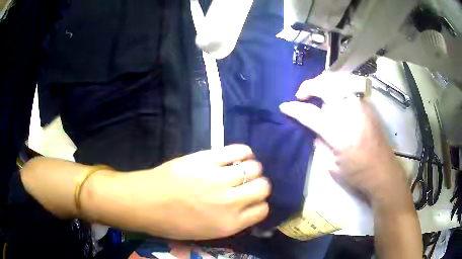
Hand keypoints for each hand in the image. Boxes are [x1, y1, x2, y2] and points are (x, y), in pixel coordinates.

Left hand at [105, 144, 270, 239]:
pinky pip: (239, 151)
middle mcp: (231, 202)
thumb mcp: (208, 232)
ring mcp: (219, 178)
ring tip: (240, 169)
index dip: (259, 204)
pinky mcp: (208, 159)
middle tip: (246, 184)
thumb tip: (247, 206)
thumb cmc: (173, 223)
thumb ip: (232, 220)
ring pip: (255, 168)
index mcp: (230, 224)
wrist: (146, 203)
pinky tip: (237, 156)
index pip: (262, 210)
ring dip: (250, 169)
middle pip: (263, 187)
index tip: (251, 200)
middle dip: (258, 185)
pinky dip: (243, 152)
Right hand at [279, 72, 409, 207]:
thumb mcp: (332, 166)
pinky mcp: (367, 106)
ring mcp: (360, 106)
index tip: (284, 107)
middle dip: (308, 86)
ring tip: (315, 90)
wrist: (383, 172)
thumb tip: (315, 131)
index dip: (294, 109)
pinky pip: (348, 88)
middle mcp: (350, 114)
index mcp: (339, 133)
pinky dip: (336, 86)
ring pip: (338, 82)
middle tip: (300, 94)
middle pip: (325, 87)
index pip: (311, 114)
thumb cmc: (357, 174)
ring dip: (322, 82)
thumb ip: (321, 144)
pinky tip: (333, 93)